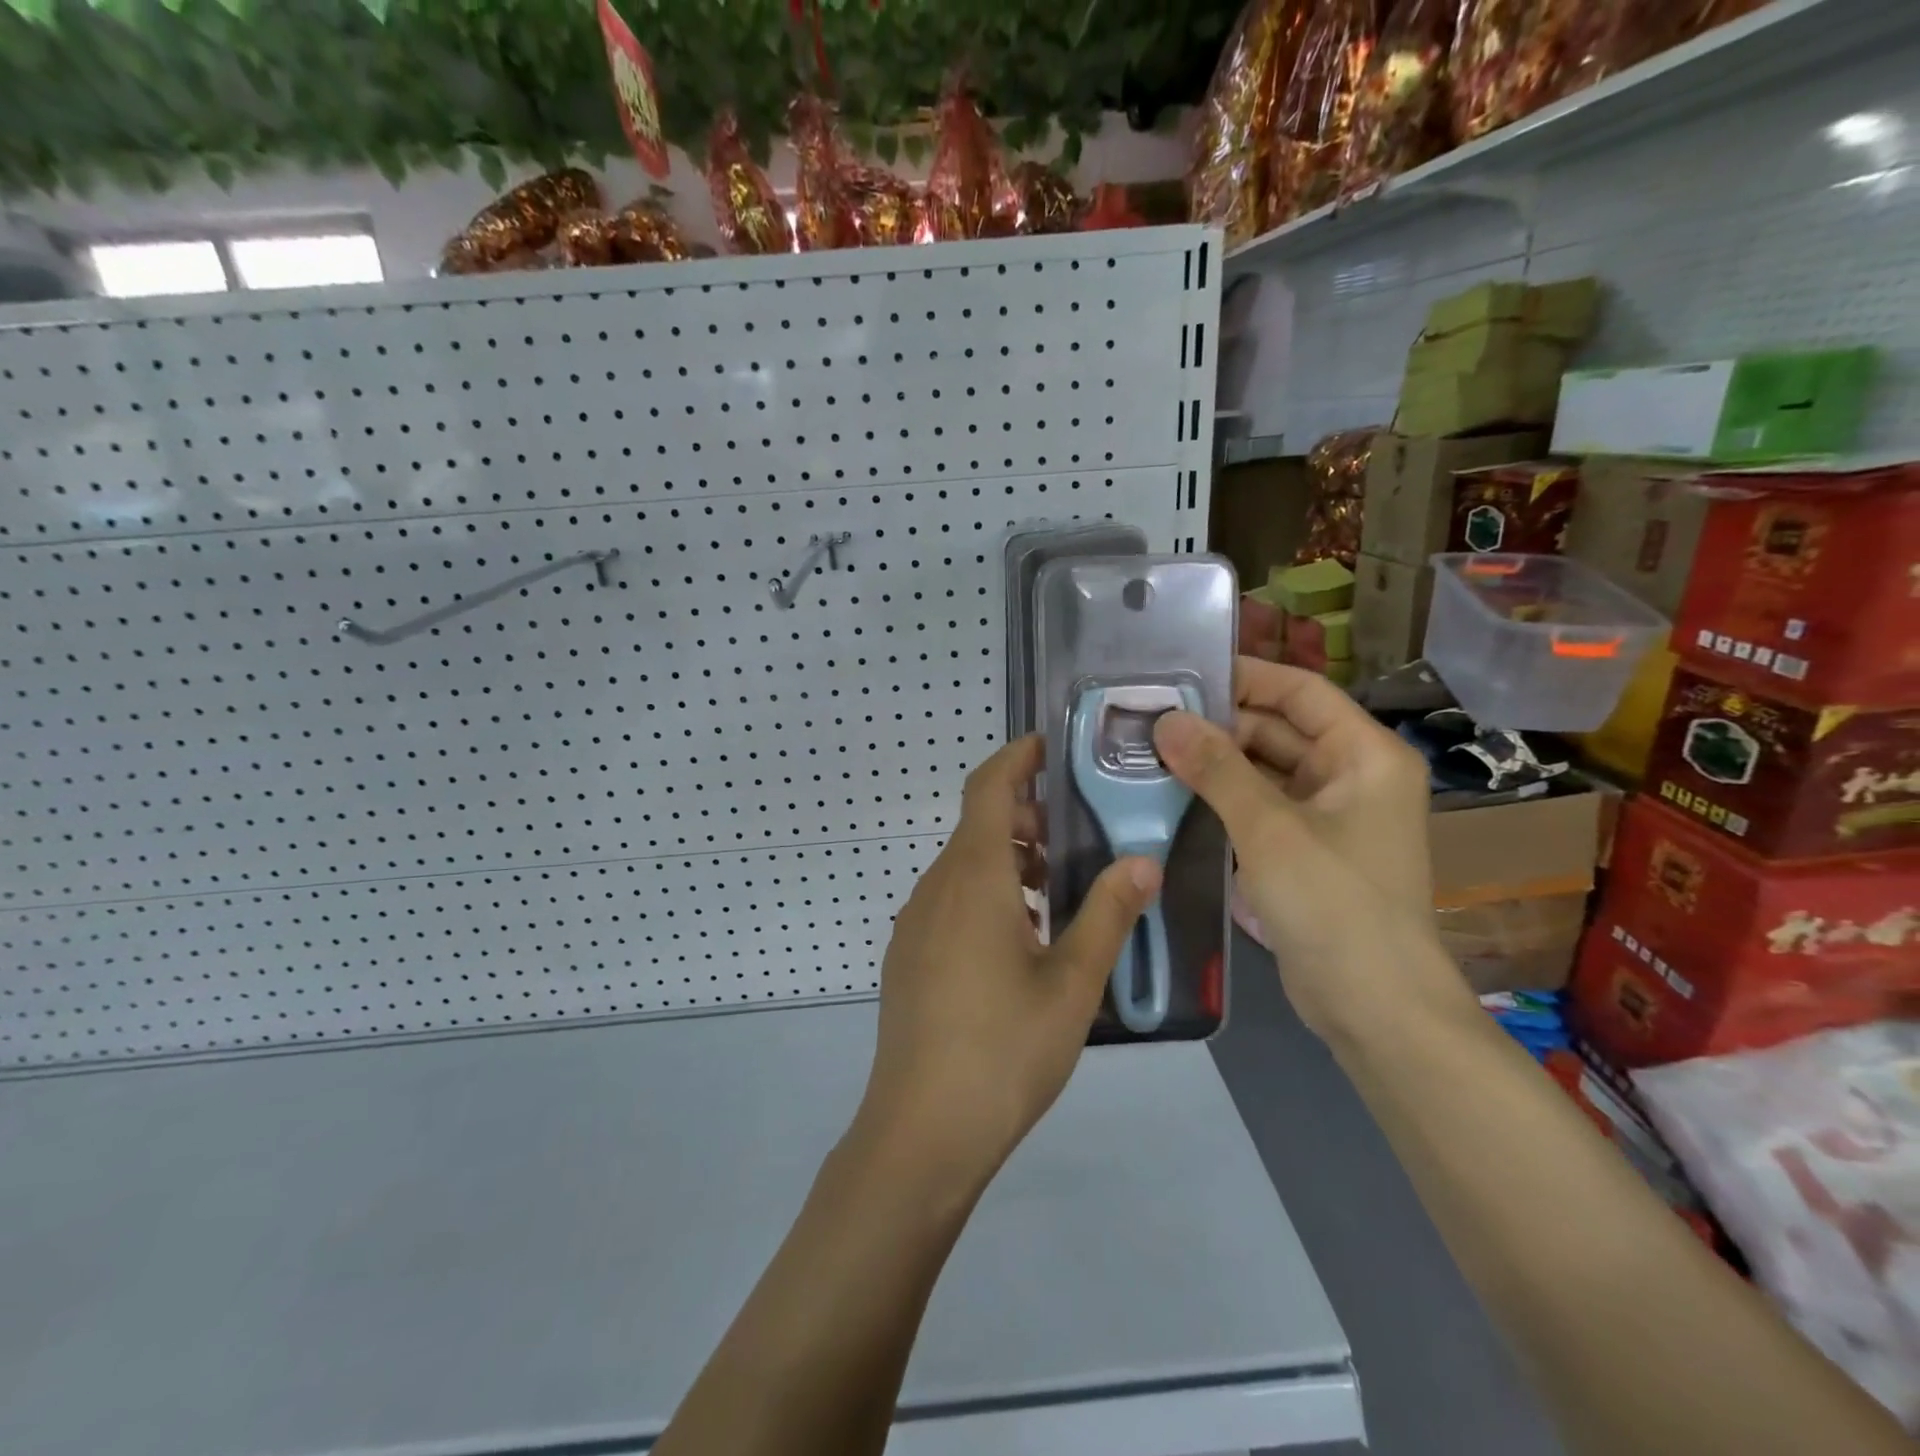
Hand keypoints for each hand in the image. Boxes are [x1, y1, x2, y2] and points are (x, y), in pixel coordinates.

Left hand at [859, 735, 1160, 1186]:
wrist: (921, 1130)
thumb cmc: (1004, 1049)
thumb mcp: (1073, 982)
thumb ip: (1109, 914)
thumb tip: (1144, 861)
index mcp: (973, 877)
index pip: (988, 787)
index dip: (1016, 757)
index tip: (1050, 745)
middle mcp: (936, 887)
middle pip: (977, 825)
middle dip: (1025, 816)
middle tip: (1078, 833)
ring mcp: (915, 922)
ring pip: (964, 865)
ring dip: (1009, 859)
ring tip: (1060, 888)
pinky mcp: (909, 955)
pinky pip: (951, 899)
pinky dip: (988, 892)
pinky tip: (1022, 938)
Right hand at [1153, 658, 1470, 1041]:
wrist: (1374, 1006)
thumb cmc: (1334, 903)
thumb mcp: (1269, 828)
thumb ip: (1217, 769)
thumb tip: (1166, 721)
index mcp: (1364, 754)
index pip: (1301, 691)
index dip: (1245, 677)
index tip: (1183, 674)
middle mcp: (1351, 776)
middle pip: (1279, 729)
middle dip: (1218, 724)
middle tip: (1150, 719)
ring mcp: (1329, 816)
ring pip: (1264, 770)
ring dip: (1215, 763)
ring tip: (1150, 752)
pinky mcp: (1306, 851)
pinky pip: (1260, 807)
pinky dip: (1223, 799)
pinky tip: (1174, 795)